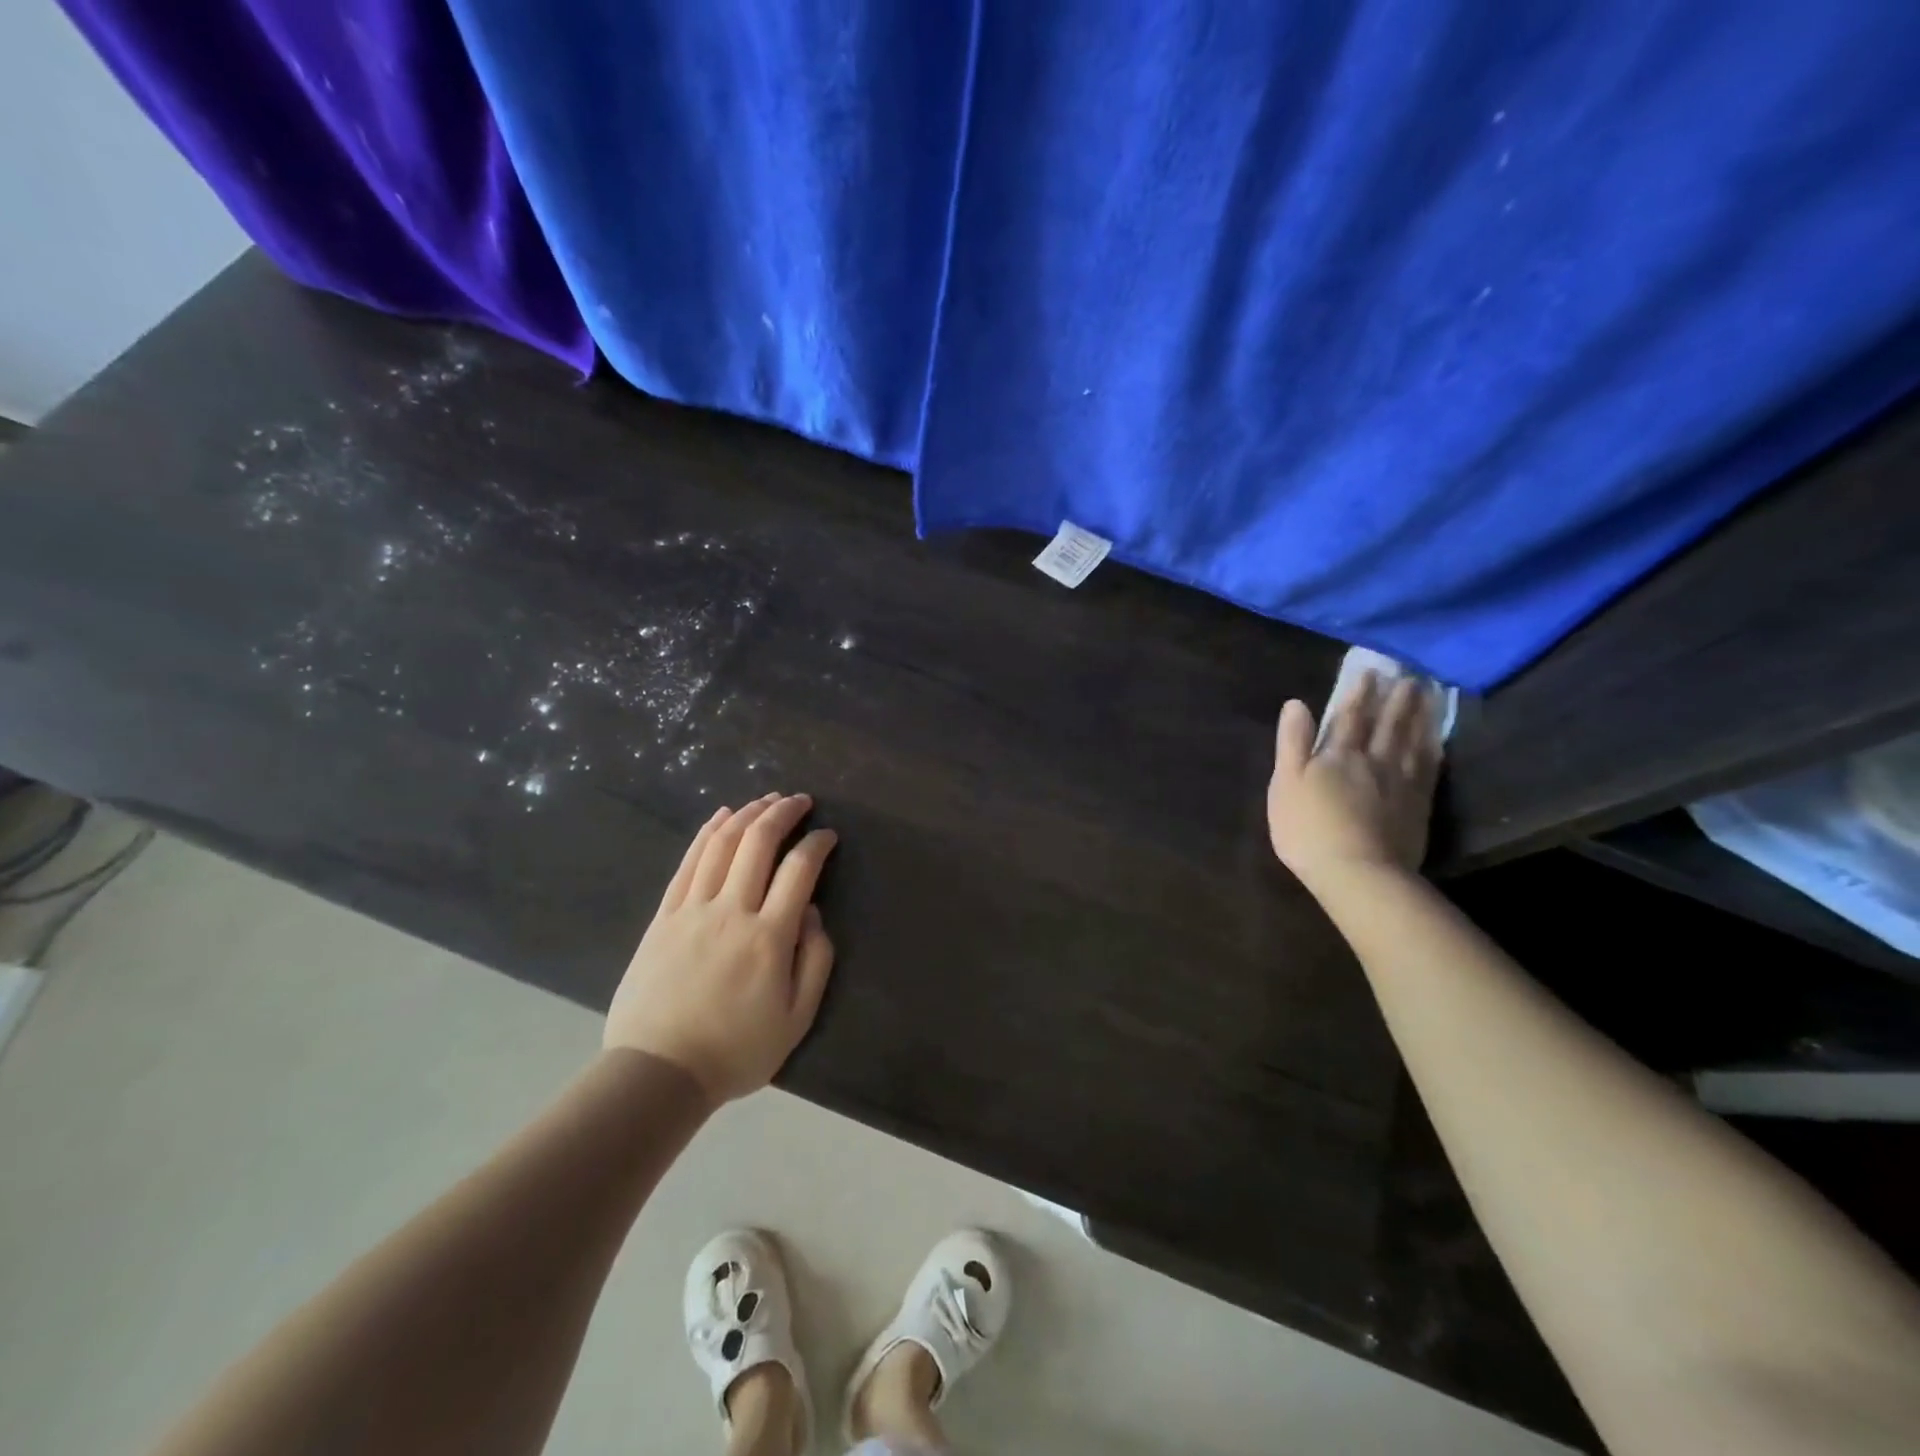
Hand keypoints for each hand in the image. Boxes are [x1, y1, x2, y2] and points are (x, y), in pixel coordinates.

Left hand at [605, 793, 838, 1102]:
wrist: (659, 1072)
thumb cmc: (736, 1050)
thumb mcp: (797, 1018)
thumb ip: (815, 960)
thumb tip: (812, 912)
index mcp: (769, 937)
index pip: (799, 869)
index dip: (817, 843)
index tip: (828, 835)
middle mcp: (732, 911)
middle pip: (758, 843)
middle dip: (783, 812)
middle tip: (800, 801)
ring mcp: (693, 910)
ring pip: (722, 844)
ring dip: (748, 814)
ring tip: (766, 800)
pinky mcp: (664, 916)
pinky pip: (688, 863)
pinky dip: (708, 832)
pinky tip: (722, 816)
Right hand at [1267, 672, 1441, 892]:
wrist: (1358, 873)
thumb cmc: (1309, 829)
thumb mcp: (1285, 784)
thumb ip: (1292, 743)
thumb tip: (1296, 703)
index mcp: (1337, 755)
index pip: (1349, 716)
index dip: (1358, 692)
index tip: (1370, 670)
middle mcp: (1373, 760)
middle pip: (1387, 723)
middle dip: (1395, 698)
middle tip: (1408, 675)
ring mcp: (1401, 782)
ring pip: (1413, 740)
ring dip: (1420, 715)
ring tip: (1428, 694)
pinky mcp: (1419, 805)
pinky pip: (1430, 768)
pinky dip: (1434, 748)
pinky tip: (1437, 739)